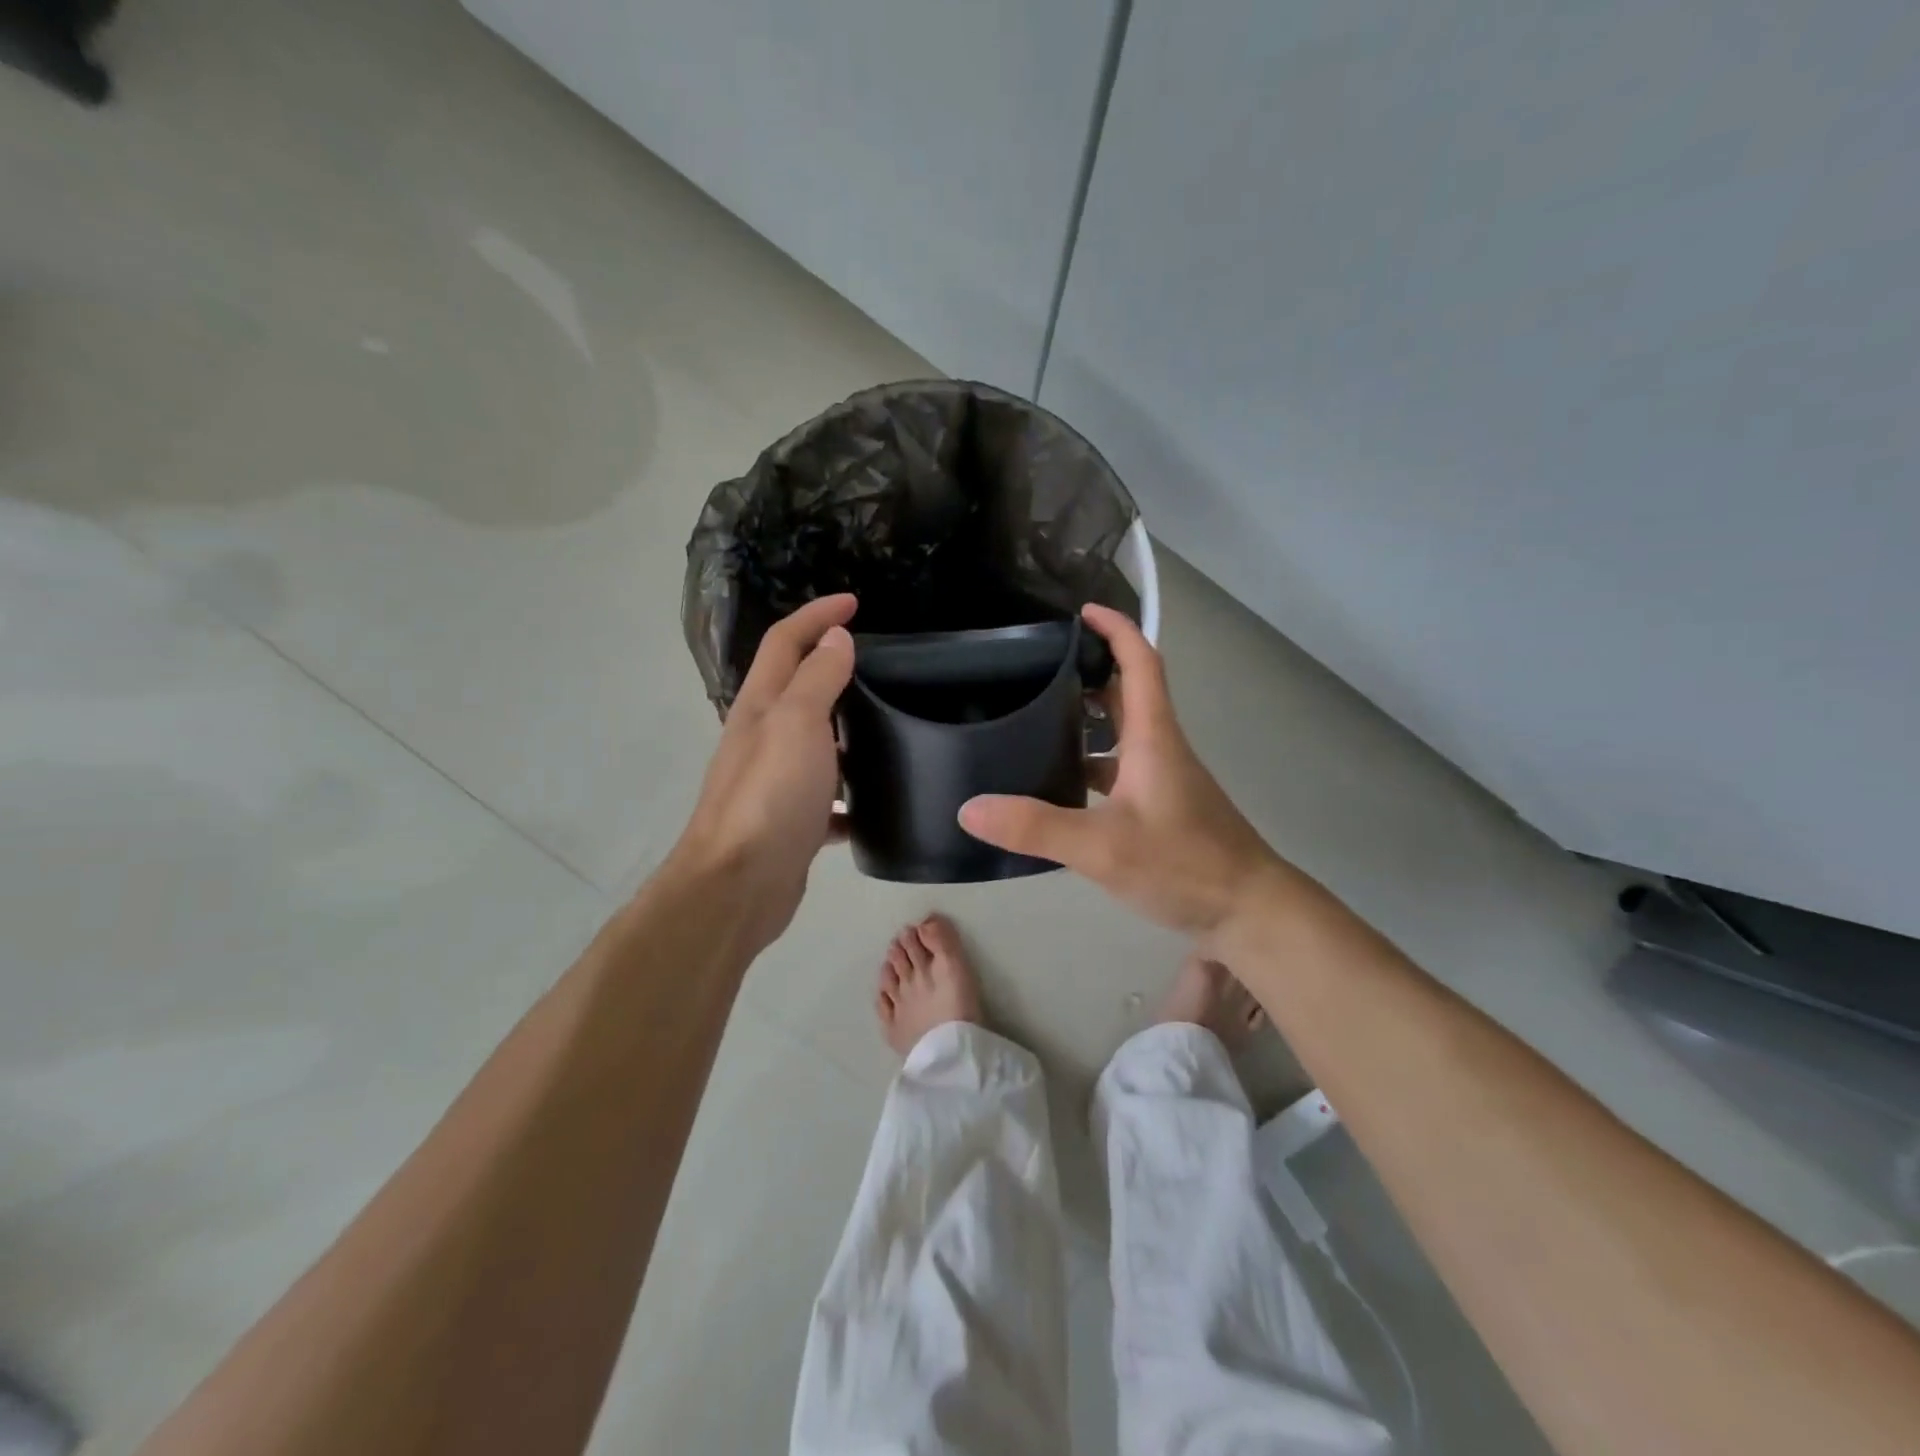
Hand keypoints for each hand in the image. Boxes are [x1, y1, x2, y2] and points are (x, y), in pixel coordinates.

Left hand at [668, 595, 856, 949]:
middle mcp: (763, 737)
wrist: (739, 885)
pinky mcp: (791, 821)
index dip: (816, 615)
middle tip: (879, 663)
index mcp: (762, 706)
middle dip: (831, 665)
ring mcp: (775, 781)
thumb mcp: (797, 724)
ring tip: (890, 727)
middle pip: (797, 687)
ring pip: (815, 742)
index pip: (785, 641)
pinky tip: (876, 803)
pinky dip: (848, 793)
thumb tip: (836, 639)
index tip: (855, 602)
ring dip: (844, 729)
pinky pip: (826, 796)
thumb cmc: (770, 797)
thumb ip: (818, 679)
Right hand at [959, 604, 1288, 936]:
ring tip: (1036, 723)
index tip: (1079, 613)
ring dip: (1088, 721)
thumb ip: (1036, 827)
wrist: (1248, 911)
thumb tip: (970, 808)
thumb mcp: (1102, 847)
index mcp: (1153, 737)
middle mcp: (1161, 749)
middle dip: (1089, 672)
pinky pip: (1122, 771)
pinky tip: (1061, 789)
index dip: (1115, 629)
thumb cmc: (1185, 865)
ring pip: (1124, 735)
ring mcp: (1165, 780)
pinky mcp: (1163, 809)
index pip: (1141, 662)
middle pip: (1127, 694)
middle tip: (1038, 670)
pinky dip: (1093, 766)